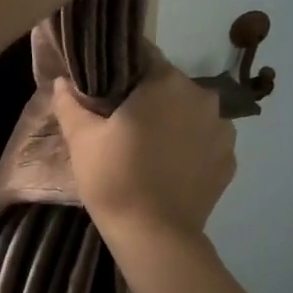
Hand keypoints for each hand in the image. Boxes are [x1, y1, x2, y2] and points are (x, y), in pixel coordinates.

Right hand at [51, 50, 236, 243]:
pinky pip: (206, 141)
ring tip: (150, 146)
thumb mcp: (82, 139)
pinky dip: (191, 146)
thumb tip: (62, 81)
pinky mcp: (230, 161)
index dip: (123, 68)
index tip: (107, 87)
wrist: (155, 237)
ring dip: (174, 120)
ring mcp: (222, 130)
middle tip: (123, 120)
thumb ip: (71, 103)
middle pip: (170, 85)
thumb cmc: (115, 178)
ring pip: (191, 113)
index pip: (145, 56)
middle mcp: (203, 97)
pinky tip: (171, 166)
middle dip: (149, 96)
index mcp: (167, 83)